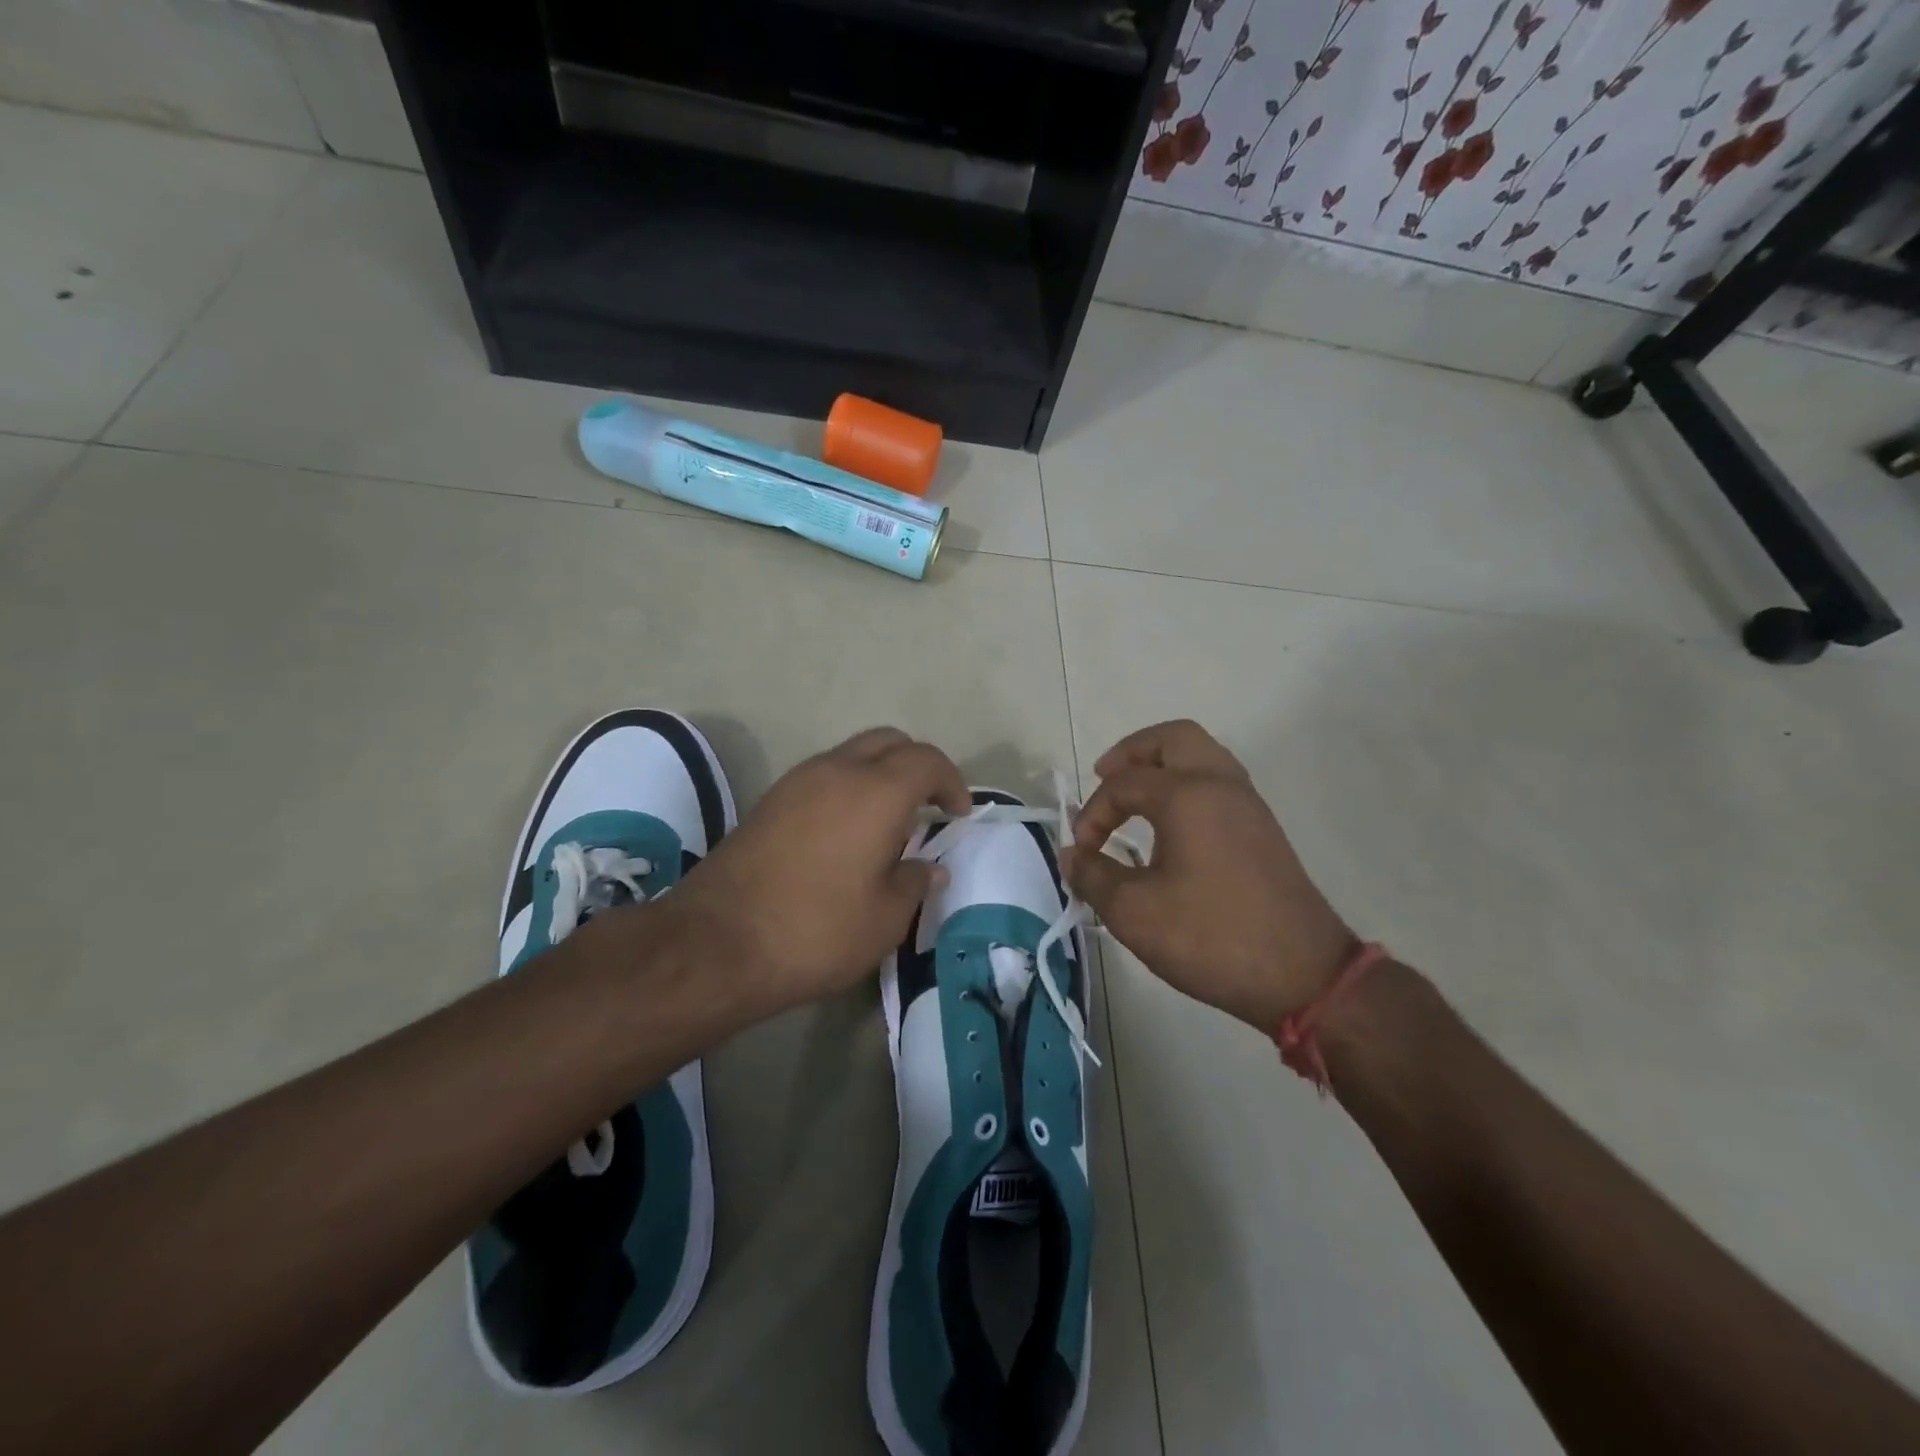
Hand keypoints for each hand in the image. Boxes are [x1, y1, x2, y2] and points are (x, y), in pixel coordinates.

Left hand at [671, 728, 969, 1017]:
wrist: (716, 943)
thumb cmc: (816, 931)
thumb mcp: (884, 919)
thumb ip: (914, 883)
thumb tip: (928, 867)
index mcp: (876, 792)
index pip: (927, 760)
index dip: (951, 782)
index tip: (957, 815)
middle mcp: (837, 771)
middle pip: (888, 741)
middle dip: (916, 765)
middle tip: (928, 807)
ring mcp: (797, 781)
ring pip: (851, 754)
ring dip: (879, 774)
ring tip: (887, 823)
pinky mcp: (769, 800)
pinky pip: (823, 775)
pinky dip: (847, 788)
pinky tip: (846, 833)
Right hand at [1061, 720, 1356, 1031]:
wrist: (1303, 974)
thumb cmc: (1211, 937)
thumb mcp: (1135, 913)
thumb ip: (1093, 876)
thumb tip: (1071, 855)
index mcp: (1187, 795)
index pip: (1123, 784)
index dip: (1092, 814)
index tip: (1082, 853)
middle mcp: (1220, 784)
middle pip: (1173, 738)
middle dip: (1132, 752)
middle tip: (1105, 777)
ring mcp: (1248, 804)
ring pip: (1201, 755)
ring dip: (1162, 765)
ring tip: (1134, 797)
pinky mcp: (1262, 827)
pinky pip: (1218, 780)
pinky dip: (1187, 784)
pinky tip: (1169, 823)